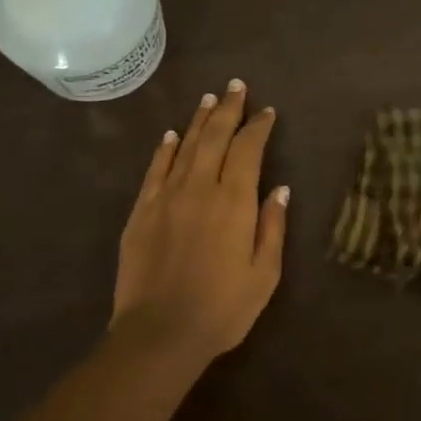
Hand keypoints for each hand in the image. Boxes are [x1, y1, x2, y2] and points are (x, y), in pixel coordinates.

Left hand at [112, 80, 288, 371]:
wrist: (160, 334)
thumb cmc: (223, 308)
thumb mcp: (265, 273)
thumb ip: (272, 226)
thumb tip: (279, 189)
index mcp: (234, 202)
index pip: (248, 150)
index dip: (258, 127)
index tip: (267, 112)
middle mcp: (200, 189)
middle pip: (215, 138)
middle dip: (229, 110)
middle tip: (236, 86)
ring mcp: (166, 198)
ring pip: (185, 147)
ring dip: (200, 121)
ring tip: (210, 99)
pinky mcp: (141, 213)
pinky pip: (155, 171)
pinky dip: (165, 149)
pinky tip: (172, 135)